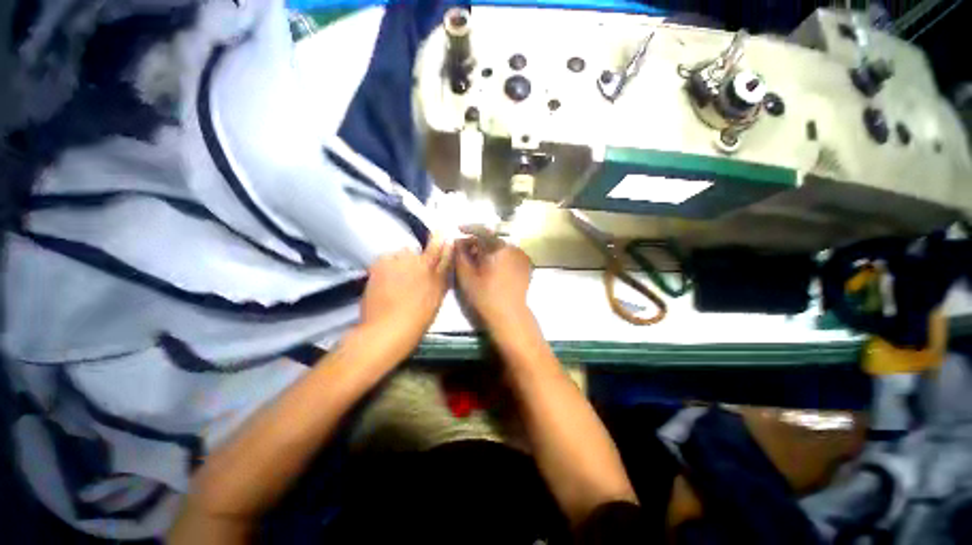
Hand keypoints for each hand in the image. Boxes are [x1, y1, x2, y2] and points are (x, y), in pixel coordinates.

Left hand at [360, 236, 451, 353]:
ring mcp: (393, 261)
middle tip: (413, 276)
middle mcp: (412, 259)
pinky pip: (386, 260)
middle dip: (415, 258)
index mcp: (430, 266)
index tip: (440, 231)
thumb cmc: (419, 316)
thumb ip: (443, 274)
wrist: (387, 328)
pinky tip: (386, 281)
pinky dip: (387, 266)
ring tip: (397, 280)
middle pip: (414, 251)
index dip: (439, 238)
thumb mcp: (438, 296)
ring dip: (400, 262)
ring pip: (399, 255)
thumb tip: (447, 258)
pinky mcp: (377, 266)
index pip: (437, 245)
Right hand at [455, 237, 532, 328]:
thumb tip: (457, 242)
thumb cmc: (485, 296)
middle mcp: (512, 247)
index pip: (482, 231)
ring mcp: (521, 256)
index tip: (458, 229)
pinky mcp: (525, 265)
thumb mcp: (467, 276)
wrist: (510, 315)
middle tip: (465, 251)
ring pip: (500, 247)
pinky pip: (509, 255)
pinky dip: (498, 256)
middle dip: (477, 242)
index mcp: (498, 248)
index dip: (468, 228)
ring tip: (477, 260)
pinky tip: (491, 267)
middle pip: (491, 239)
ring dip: (488, 250)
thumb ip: (460, 255)